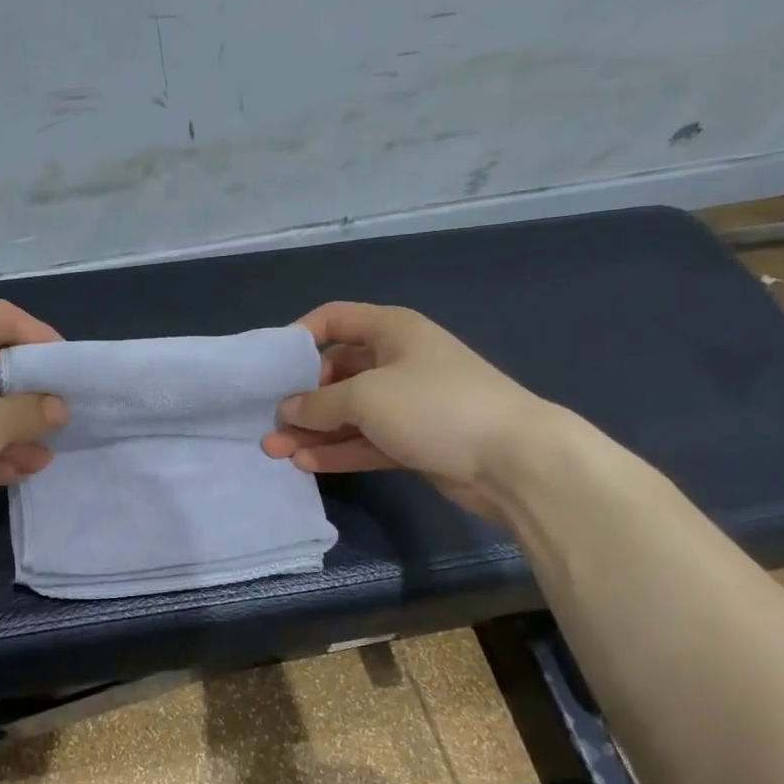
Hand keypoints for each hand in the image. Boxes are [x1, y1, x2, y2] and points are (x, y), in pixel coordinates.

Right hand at [262, 302, 560, 517]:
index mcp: (391, 331)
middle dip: (301, 397)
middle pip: (336, 372)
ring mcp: (406, 404)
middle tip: (270, 422)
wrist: (512, 460)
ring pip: (348, 413)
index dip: (300, 337)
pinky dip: (338, 451)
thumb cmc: (434, 406)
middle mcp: (397, 361)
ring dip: (314, 430)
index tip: (271, 366)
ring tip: (275, 451)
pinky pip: (365, 441)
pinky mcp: (413, 441)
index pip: (335, 319)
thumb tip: (287, 411)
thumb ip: (318, 403)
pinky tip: (306, 463)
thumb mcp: (366, 396)